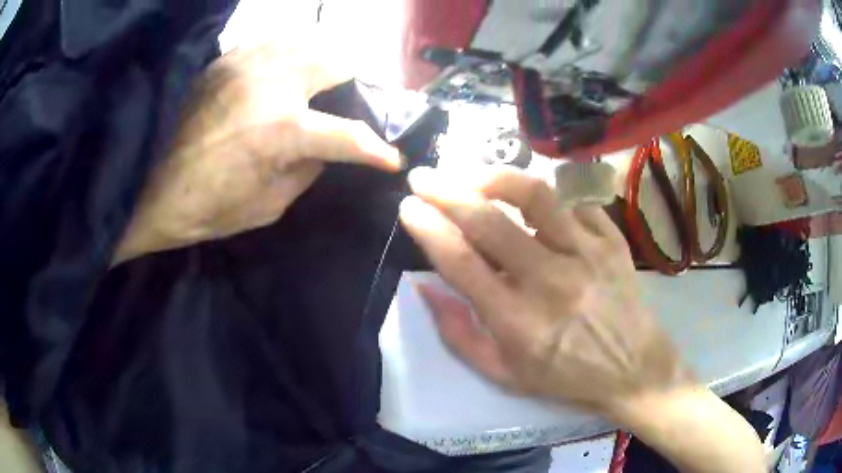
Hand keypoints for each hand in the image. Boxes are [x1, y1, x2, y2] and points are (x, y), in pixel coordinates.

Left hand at [114, 43, 400, 263]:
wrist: (147, 189)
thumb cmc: (204, 209)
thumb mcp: (267, 205)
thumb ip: (307, 170)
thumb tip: (328, 148)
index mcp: (280, 130)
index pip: (349, 134)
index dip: (377, 149)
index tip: (391, 158)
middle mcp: (270, 83)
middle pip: (337, 60)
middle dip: (357, 81)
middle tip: (355, 99)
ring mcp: (246, 63)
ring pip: (307, 40)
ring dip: (325, 59)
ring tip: (323, 79)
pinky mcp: (225, 58)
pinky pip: (273, 40)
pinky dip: (291, 51)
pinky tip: (287, 68)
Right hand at [399, 166, 689, 411]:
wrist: (633, 368)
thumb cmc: (565, 377)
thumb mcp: (503, 374)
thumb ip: (458, 333)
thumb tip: (425, 287)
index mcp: (518, 321)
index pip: (462, 262)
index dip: (428, 229)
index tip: (408, 207)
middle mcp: (551, 281)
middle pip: (490, 222)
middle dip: (446, 191)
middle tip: (423, 177)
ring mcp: (587, 254)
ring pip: (535, 196)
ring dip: (494, 178)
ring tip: (470, 173)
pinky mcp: (611, 240)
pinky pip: (573, 200)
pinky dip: (545, 194)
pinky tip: (528, 197)